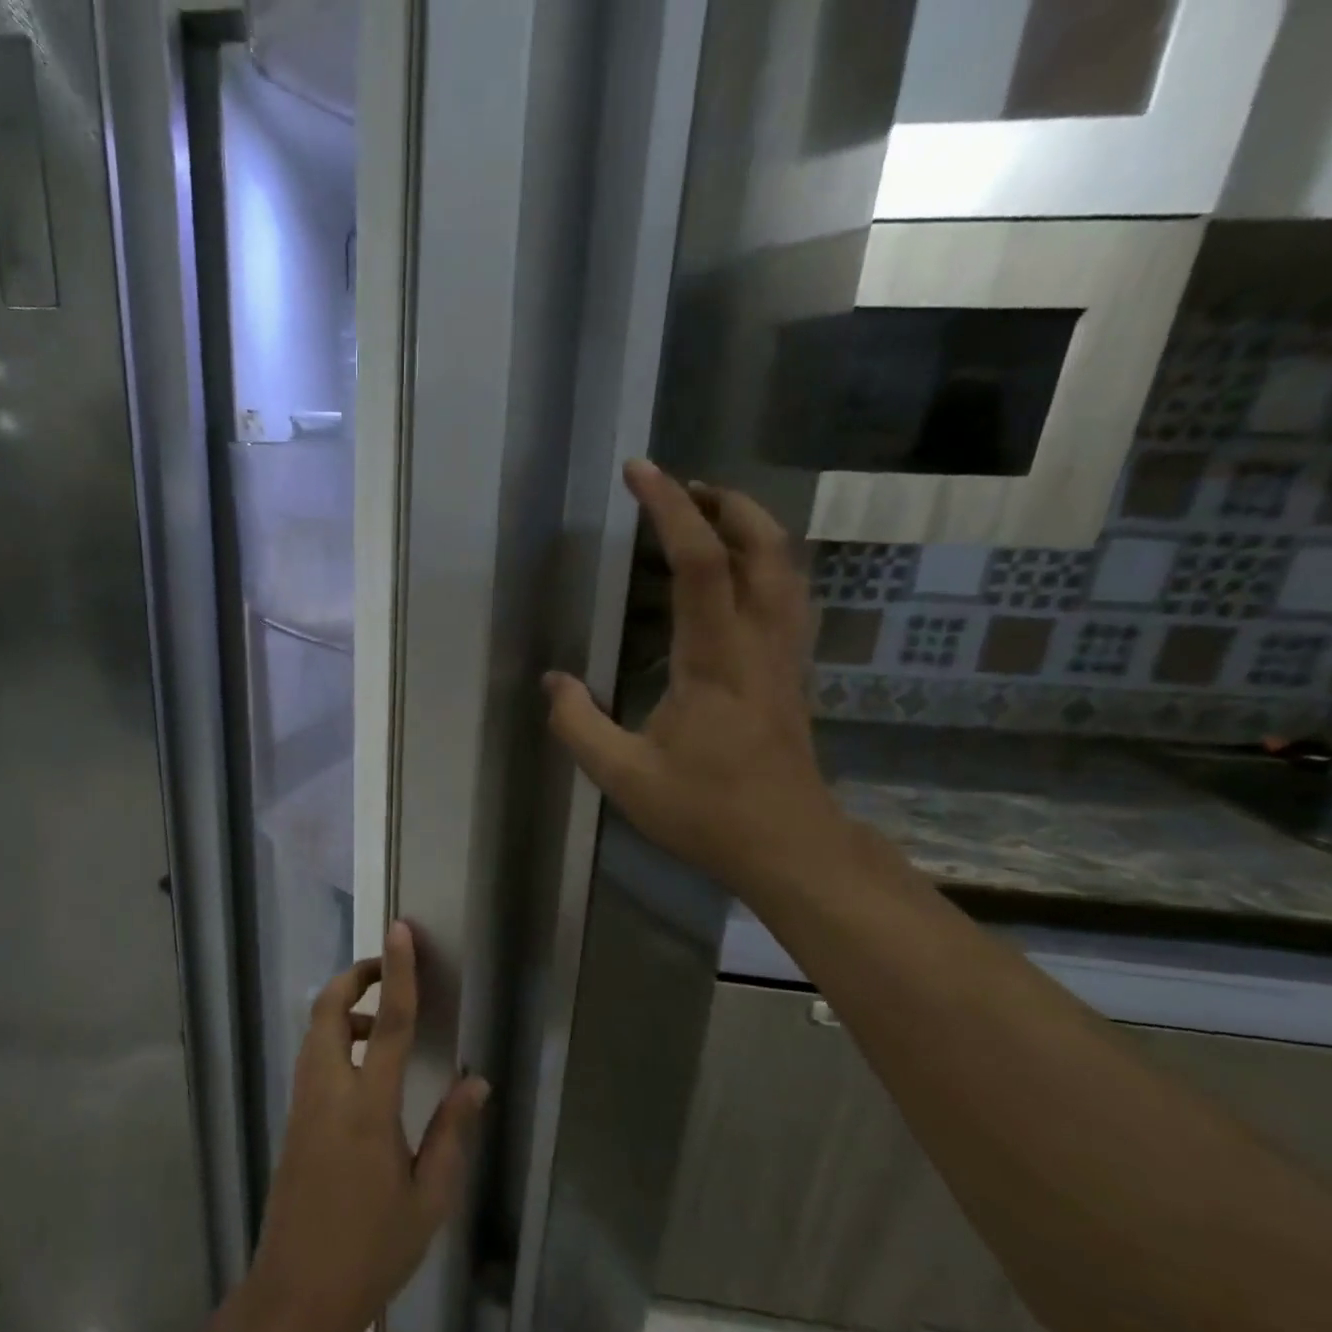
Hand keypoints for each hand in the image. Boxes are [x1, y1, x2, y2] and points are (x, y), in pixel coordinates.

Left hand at [248, 922, 489, 1331]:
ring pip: (316, 1029)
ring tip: (387, 1027)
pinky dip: (337, 1038)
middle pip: (329, 1008)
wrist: (297, 1295)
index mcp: (367, 1107)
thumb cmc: (371, 1250)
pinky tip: (368, 1069)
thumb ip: (452, 1131)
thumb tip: (476, 1080)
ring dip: (347, 1009)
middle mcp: (327, 1091)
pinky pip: (313, 1056)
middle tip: (388, 969)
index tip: (400, 931)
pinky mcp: (293, 1118)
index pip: (388, 1022)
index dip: (397, 971)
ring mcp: (303, 1102)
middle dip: (355, 976)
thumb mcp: (428, 1198)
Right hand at [543, 460, 841, 892]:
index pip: (698, 562)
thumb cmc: (706, 811)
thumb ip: (578, 723)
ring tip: (711, 515)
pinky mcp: (791, 674)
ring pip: (785, 569)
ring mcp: (783, 657)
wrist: (789, 847)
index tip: (641, 472)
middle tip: (681, 486)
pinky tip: (742, 575)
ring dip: (752, 527)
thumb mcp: (622, 776)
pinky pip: (788, 598)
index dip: (669, 509)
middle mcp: (757, 643)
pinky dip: (767, 564)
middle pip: (761, 546)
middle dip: (725, 503)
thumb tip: (554, 681)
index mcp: (714, 659)